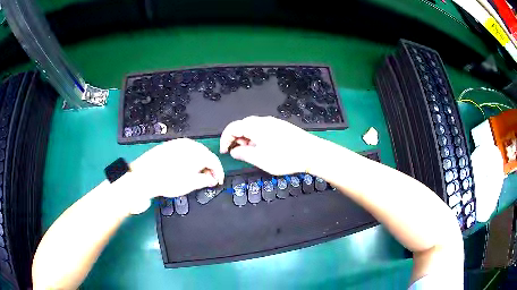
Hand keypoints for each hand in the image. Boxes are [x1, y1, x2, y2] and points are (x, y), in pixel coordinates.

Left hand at [117, 138, 223, 213]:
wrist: (144, 176)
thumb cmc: (167, 181)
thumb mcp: (190, 184)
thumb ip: (205, 180)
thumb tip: (211, 179)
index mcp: (197, 153)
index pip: (214, 161)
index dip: (218, 173)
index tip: (218, 181)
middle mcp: (189, 144)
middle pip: (205, 155)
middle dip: (209, 167)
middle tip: (209, 179)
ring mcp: (178, 143)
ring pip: (195, 152)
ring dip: (199, 163)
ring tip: (196, 175)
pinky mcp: (169, 145)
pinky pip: (185, 151)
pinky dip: (189, 159)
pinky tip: (185, 168)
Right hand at [220, 116, 320, 175]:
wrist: (311, 152)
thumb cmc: (285, 157)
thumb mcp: (260, 159)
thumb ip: (243, 154)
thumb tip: (234, 151)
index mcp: (254, 126)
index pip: (232, 127)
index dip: (224, 139)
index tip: (224, 151)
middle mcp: (262, 121)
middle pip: (242, 126)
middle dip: (236, 139)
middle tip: (238, 153)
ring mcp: (273, 122)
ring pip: (253, 128)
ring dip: (247, 139)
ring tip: (251, 153)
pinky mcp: (281, 127)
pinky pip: (263, 130)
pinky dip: (257, 138)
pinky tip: (264, 149)